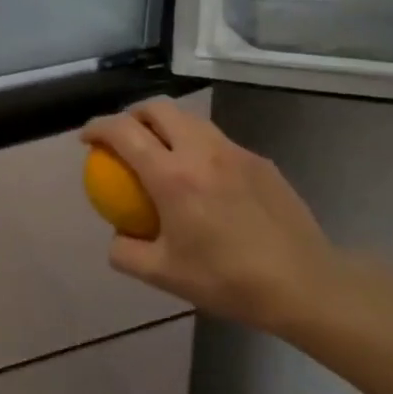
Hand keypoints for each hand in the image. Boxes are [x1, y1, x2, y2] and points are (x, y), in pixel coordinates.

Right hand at [81, 98, 342, 330]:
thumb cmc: (228, 280)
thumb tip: (116, 235)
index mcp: (172, 176)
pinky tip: (203, 179)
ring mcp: (235, 152)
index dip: (97, 128)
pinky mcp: (260, 161)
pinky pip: (217, 141)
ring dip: (165, 126)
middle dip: (131, 114)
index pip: (123, 132)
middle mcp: (201, 151)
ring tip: (160, 152)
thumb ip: (126, 252)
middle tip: (122, 137)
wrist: (305, 285)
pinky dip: (196, 146)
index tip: (87, 139)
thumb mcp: (163, 275)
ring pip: (190, 119)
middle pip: (158, 108)